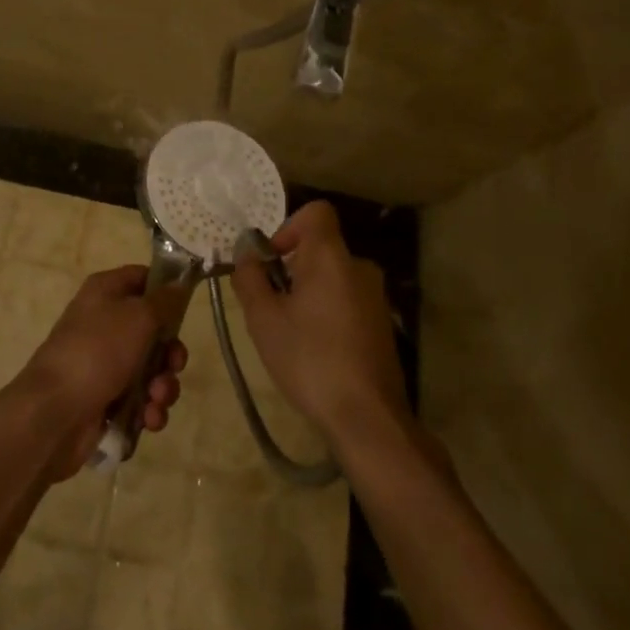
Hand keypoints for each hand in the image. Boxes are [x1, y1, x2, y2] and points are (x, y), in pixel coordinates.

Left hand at [19, 266, 186, 478]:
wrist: (54, 413)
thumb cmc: (98, 351)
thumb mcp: (139, 316)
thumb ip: (164, 301)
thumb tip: (178, 286)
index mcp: (105, 292)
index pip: (142, 278)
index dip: (166, 290)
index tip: (186, 307)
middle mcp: (105, 323)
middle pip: (153, 330)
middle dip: (170, 353)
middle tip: (173, 366)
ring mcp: (104, 363)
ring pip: (150, 369)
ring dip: (162, 386)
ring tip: (156, 399)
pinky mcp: (105, 398)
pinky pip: (139, 399)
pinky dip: (148, 409)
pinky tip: (148, 419)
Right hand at [230, 201, 409, 453]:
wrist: (368, 417)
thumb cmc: (310, 359)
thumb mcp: (264, 319)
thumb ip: (250, 278)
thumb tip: (247, 254)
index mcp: (332, 256)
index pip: (316, 212)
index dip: (289, 227)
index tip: (273, 261)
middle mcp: (359, 266)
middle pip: (320, 248)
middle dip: (292, 268)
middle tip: (271, 306)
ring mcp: (375, 296)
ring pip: (332, 277)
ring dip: (308, 293)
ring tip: (290, 334)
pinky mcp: (382, 324)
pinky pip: (346, 299)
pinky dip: (327, 312)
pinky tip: (315, 351)